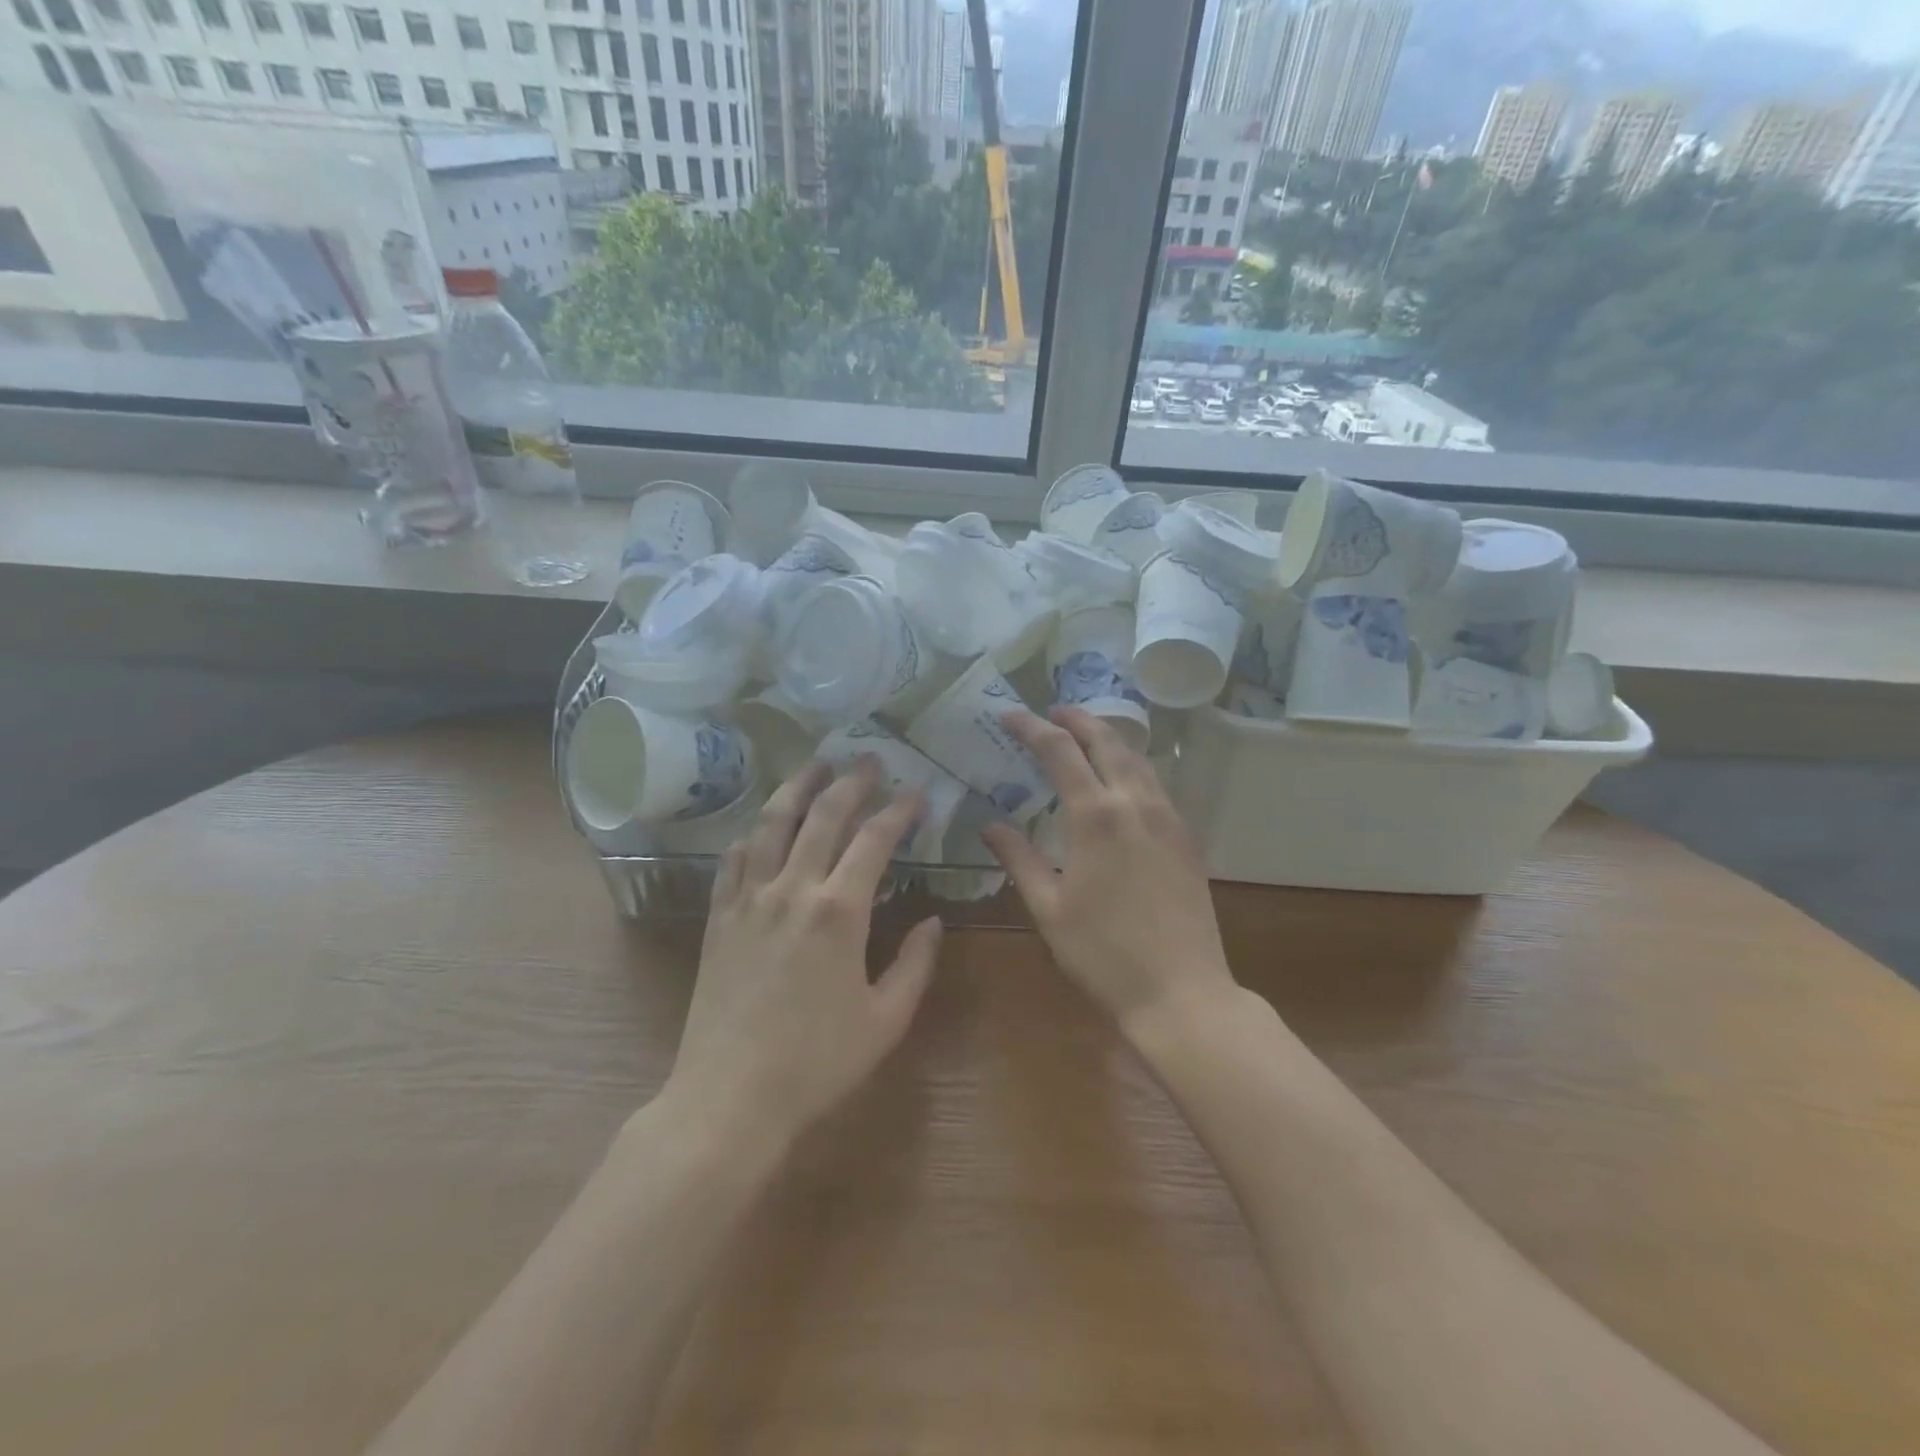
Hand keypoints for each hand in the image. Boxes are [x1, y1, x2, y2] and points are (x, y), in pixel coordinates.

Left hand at [665, 759, 943, 1147]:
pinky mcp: (720, 916)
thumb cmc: (817, 1062)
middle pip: (823, 815)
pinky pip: (734, 858)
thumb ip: (916, 964)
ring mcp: (749, 899)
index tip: (917, 793)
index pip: (875, 839)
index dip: (900, 811)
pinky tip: (762, 825)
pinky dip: (753, 832)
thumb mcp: (886, 1019)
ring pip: (772, 823)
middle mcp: (793, 889)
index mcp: (840, 911)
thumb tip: (933, 921)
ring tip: (815, 766)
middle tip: (869, 760)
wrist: (730, 1097)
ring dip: (797, 788)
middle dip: (851, 782)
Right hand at [982, 708, 1237, 1036]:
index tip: (1009, 715)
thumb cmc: (1103, 954)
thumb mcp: (1048, 908)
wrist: (1181, 992)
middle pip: (1107, 741)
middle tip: (1053, 711)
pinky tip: (1121, 780)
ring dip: (1108, 738)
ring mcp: (1168, 818)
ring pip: (1138, 759)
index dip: (1031, 727)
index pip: (1059, 752)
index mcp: (1095, 816)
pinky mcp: (1186, 838)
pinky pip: (1156, 784)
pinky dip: (1132, 766)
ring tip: (1086, 734)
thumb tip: (991, 825)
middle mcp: (1135, 803)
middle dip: (1078, 720)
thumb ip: (1019, 859)